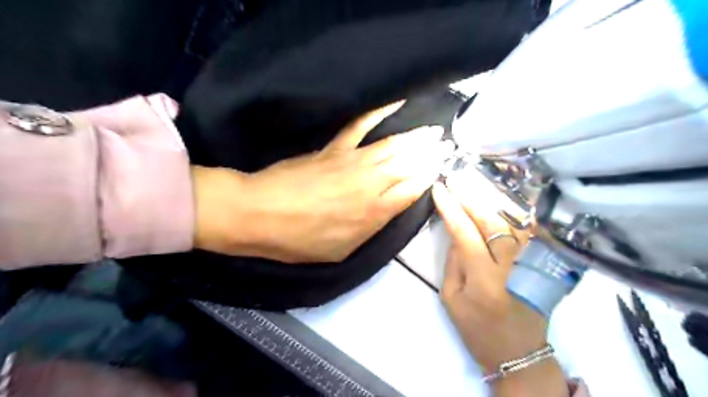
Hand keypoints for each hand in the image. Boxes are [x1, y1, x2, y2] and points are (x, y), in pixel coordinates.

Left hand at [190, 102, 449, 263]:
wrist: (259, 214)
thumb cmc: (299, 240)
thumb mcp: (341, 250)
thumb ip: (370, 229)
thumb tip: (389, 211)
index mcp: (373, 212)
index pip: (411, 190)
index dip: (428, 179)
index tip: (441, 169)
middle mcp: (370, 183)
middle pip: (407, 165)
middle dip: (429, 155)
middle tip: (446, 146)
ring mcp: (352, 161)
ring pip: (392, 146)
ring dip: (415, 138)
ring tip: (433, 131)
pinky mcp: (334, 148)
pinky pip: (361, 125)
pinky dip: (379, 111)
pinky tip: (396, 102)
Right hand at [432, 172, 567, 396]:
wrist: (518, 352)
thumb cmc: (477, 330)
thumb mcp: (451, 299)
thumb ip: (453, 262)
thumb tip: (455, 232)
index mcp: (484, 282)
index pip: (465, 234)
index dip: (451, 209)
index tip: (439, 189)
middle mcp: (511, 268)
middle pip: (491, 222)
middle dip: (470, 198)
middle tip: (455, 180)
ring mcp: (530, 264)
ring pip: (512, 222)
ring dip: (491, 200)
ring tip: (473, 184)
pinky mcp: (540, 265)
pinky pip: (528, 231)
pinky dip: (514, 212)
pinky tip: (502, 199)